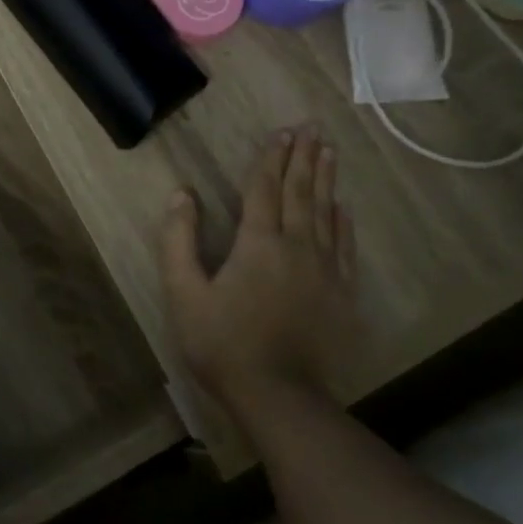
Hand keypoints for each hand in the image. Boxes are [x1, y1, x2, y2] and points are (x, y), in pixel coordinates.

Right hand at [158, 127, 362, 424]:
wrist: (280, 395)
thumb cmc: (222, 342)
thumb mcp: (183, 292)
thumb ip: (178, 240)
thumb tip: (181, 195)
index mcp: (257, 242)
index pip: (264, 189)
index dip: (270, 159)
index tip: (281, 132)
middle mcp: (296, 246)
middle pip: (301, 192)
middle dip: (304, 158)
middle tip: (312, 128)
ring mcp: (324, 269)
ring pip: (327, 213)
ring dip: (326, 180)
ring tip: (329, 152)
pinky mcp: (341, 293)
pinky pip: (345, 246)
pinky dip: (344, 221)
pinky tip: (344, 208)